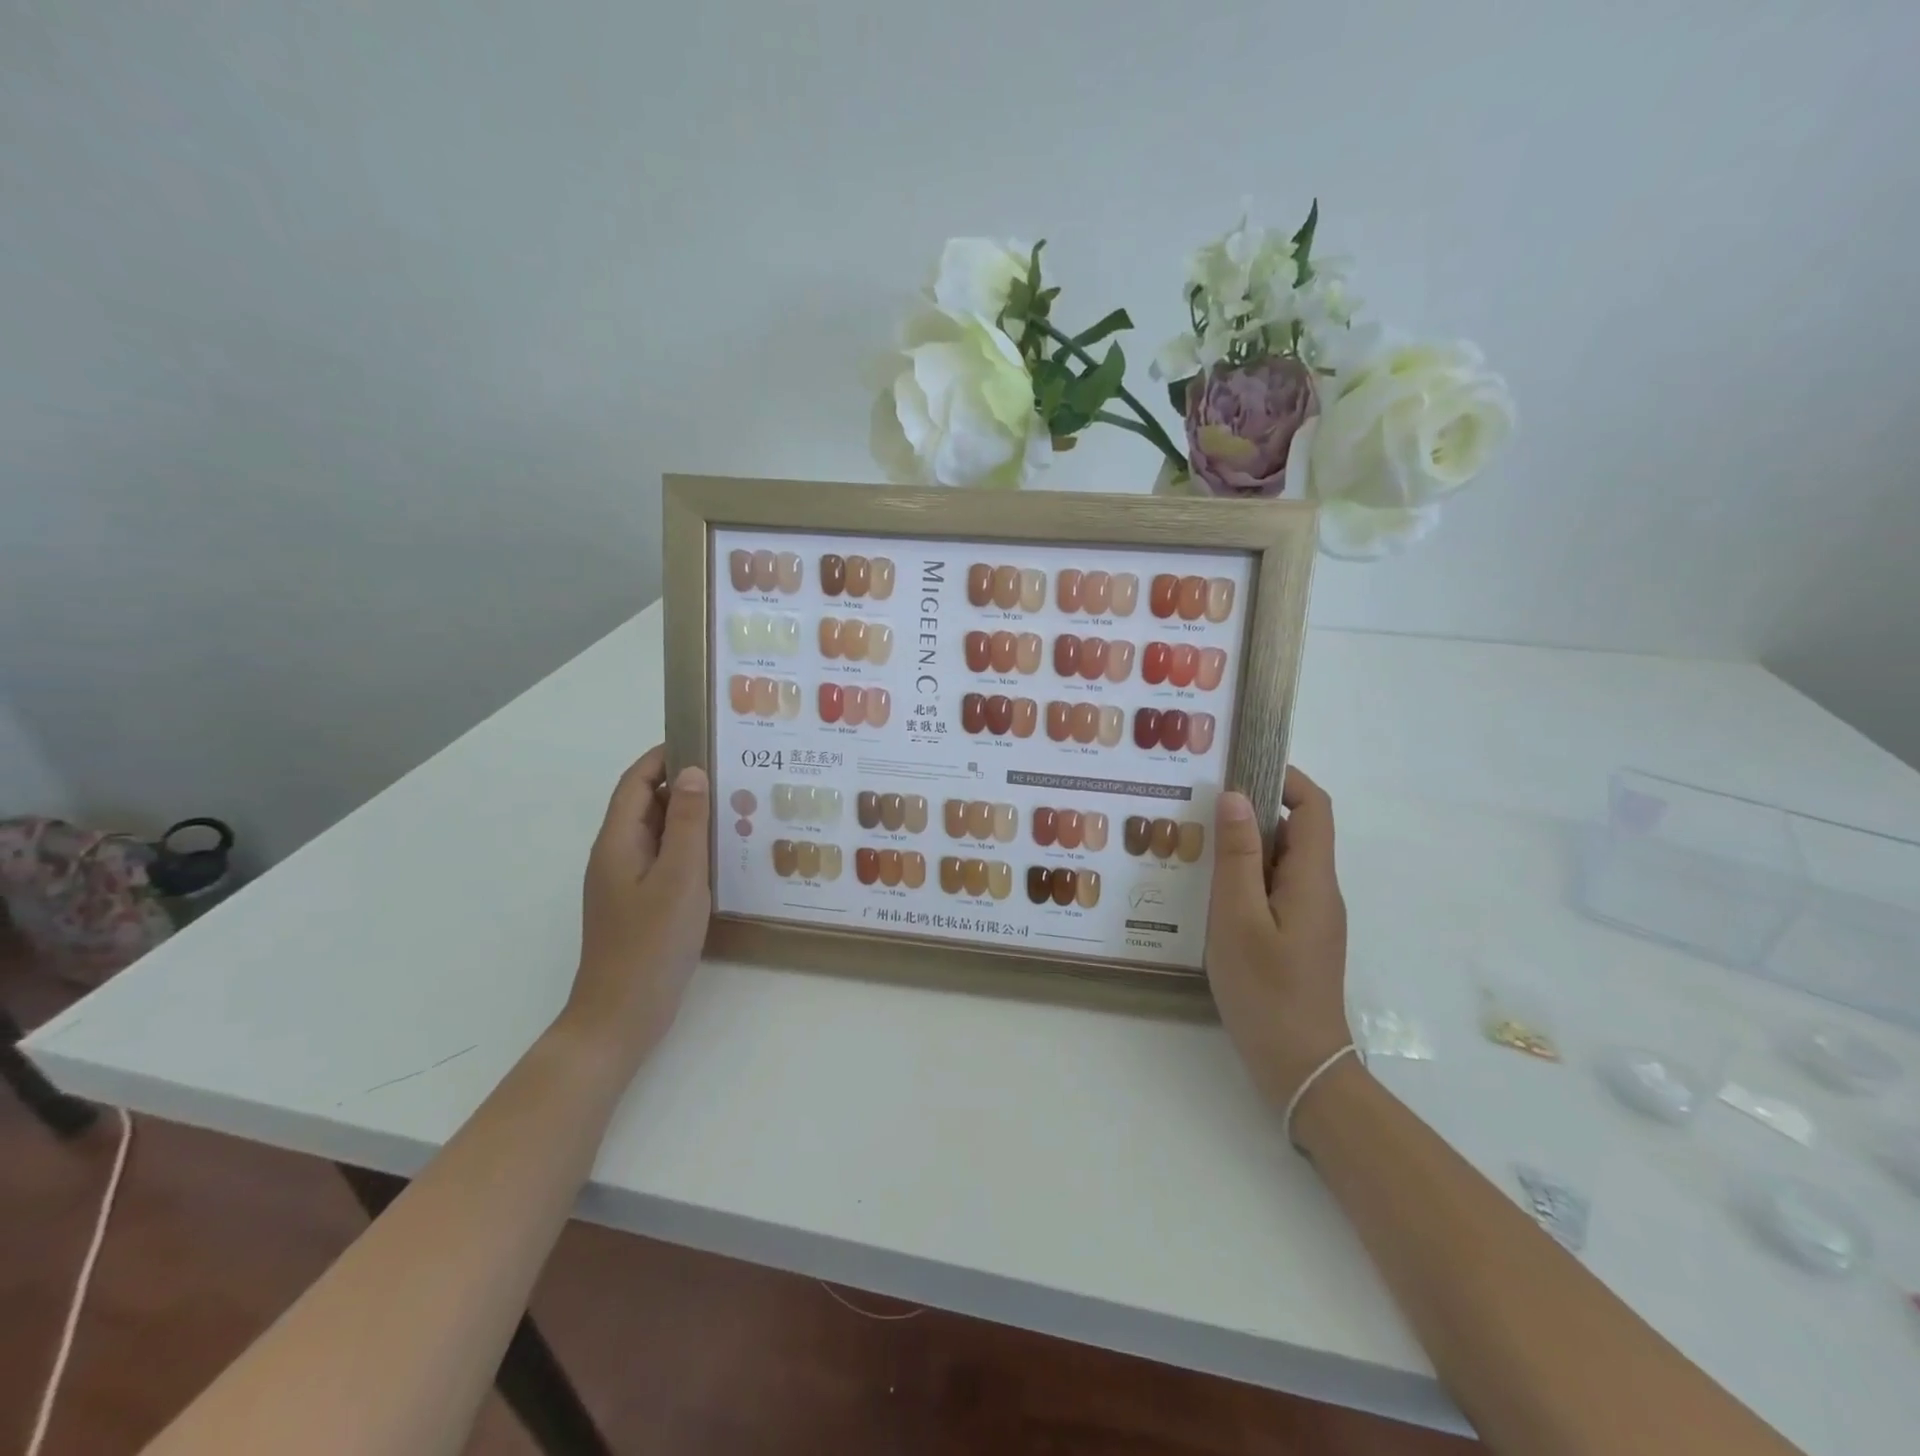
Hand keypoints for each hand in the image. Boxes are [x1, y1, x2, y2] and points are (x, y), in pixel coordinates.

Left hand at [561, 747, 711, 1069]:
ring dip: (690, 816)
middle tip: (733, 773)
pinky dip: (690, 847)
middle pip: (646, 804)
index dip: (664, 756)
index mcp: (618, 841)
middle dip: (684, 783)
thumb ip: (685, 823)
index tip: (705, 740)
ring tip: (737, 807)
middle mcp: (617, 855)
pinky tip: (723, 855)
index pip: (636, 781)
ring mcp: (627, 882)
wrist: (621, 1016)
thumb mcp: (678, 877)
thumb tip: (692, 771)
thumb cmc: (650, 944)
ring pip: (659, 834)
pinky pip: (666, 861)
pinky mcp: (641, 905)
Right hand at [1205, 766, 1351, 1109]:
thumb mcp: (1237, 917)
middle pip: (1296, 831)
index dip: (1284, 779)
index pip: (1313, 808)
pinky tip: (1208, 891)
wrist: (1299, 1066)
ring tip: (1196, 845)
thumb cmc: (1265, 989)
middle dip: (1253, 810)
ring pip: (1280, 863)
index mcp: (1312, 879)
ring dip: (1245, 846)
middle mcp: (1318, 890)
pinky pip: (1274, 890)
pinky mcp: (1297, 937)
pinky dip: (1246, 877)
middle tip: (1200, 806)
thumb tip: (1235, 796)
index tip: (1239, 769)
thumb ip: (1238, 855)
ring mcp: (1310, 916)